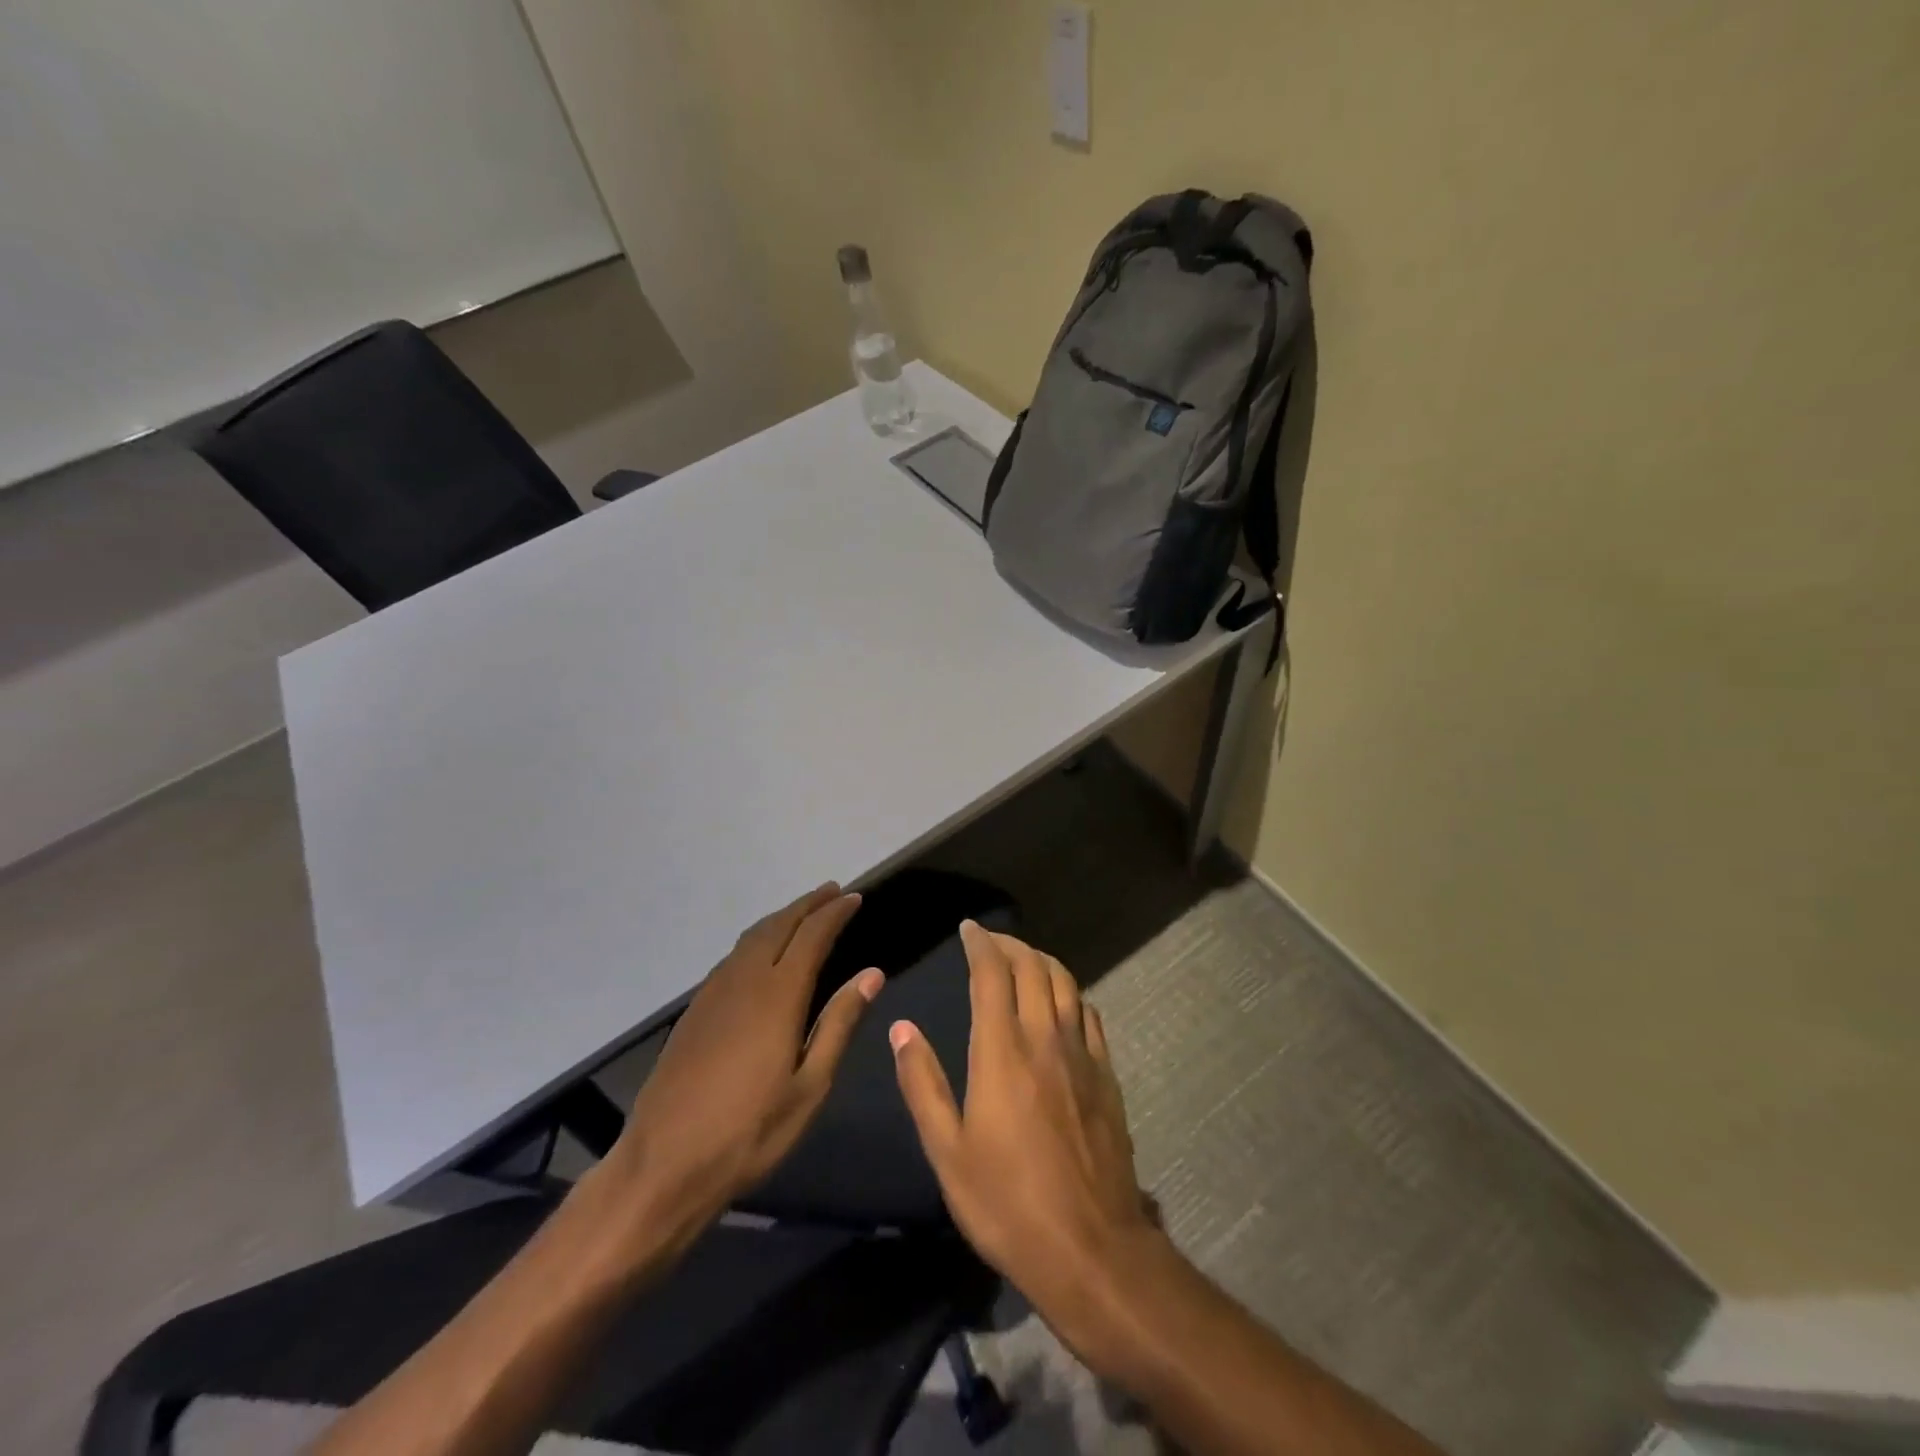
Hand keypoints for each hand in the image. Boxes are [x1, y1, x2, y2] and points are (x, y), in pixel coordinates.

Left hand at [596, 883, 879, 1256]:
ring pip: (752, 937)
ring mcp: (714, 993)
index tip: (854, 898)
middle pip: (779, 926)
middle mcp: (744, 980)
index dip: (834, 913)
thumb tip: (872, 974)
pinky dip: (757, 940)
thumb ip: (840, 1024)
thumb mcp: (810, 1086)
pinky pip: (733, 957)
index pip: (812, 936)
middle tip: (832, 891)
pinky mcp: (695, 1010)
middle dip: (808, 905)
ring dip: (781, 918)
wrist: (663, 1165)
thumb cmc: (749, 1132)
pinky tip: (763, 953)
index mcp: (778, 995)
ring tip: (804, 913)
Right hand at [889, 921, 1160, 1353]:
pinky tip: (1062, 1001)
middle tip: (990, 941)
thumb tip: (901, 1028)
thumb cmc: (1007, 1203)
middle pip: (1032, 968)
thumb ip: (922, 1084)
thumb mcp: (947, 1152)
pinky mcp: (1106, 1075)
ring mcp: (1081, 1054)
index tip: (968, 929)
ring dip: (1041, 960)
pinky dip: (1070, 992)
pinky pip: (1089, 1013)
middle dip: (1010, 945)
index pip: (991, 974)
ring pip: (1065, 983)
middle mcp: (1044, 1038)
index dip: (980, 944)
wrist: (1092, 1248)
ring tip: (1023, 960)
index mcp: (1001, 1051)